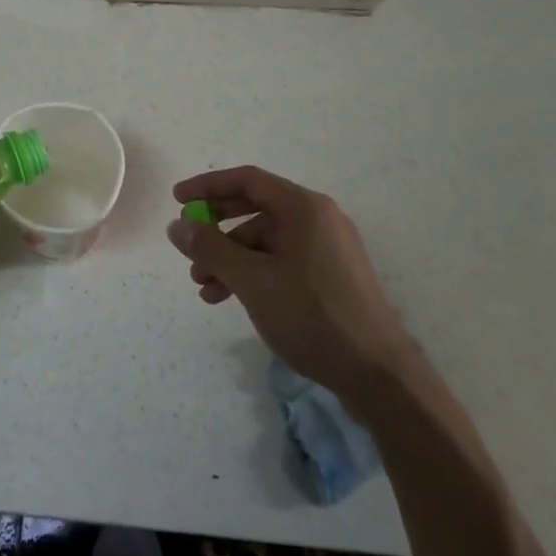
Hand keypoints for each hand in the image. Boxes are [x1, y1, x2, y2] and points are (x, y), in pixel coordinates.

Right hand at [168, 166, 414, 397]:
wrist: (379, 374)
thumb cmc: (313, 316)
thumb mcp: (253, 281)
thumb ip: (211, 249)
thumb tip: (177, 225)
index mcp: (304, 208)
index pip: (247, 181)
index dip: (208, 187)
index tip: (177, 200)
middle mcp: (319, 218)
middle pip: (255, 208)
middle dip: (217, 229)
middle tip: (188, 247)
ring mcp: (328, 247)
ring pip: (266, 240)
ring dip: (231, 258)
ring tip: (205, 288)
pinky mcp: (331, 275)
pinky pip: (282, 260)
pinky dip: (254, 273)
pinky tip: (232, 298)